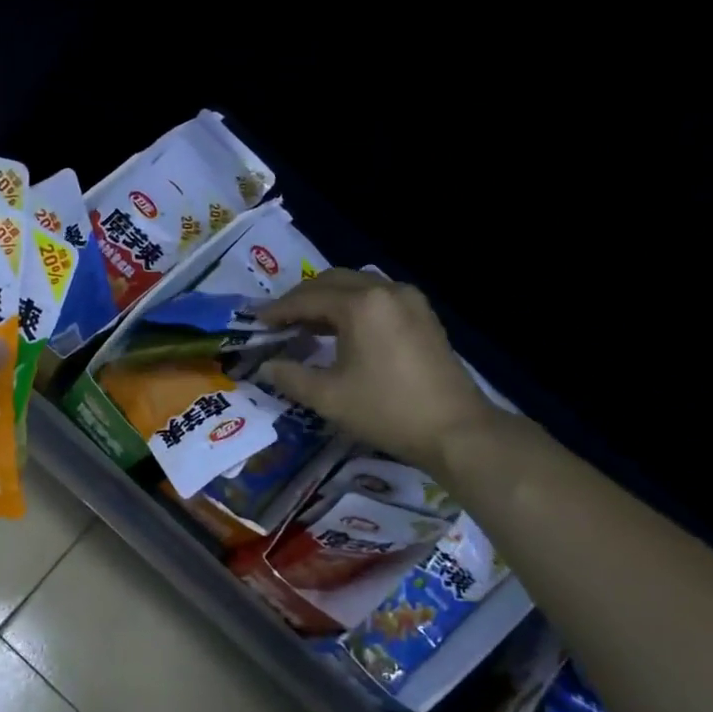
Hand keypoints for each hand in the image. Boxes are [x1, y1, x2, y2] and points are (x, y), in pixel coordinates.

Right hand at [258, 269, 502, 476]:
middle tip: (279, 321)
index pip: (307, 298)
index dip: (278, 310)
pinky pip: (378, 297)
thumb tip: (266, 368)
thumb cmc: (387, 410)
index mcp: (361, 304)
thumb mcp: (328, 397)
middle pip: (332, 281)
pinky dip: (353, 306)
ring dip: (328, 299)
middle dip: (302, 298)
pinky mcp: (423, 315)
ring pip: (357, 286)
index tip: (256, 322)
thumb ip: (290, 377)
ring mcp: (410, 300)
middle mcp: (385, 290)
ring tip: (307, 325)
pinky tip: (343, 330)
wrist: (456, 430)